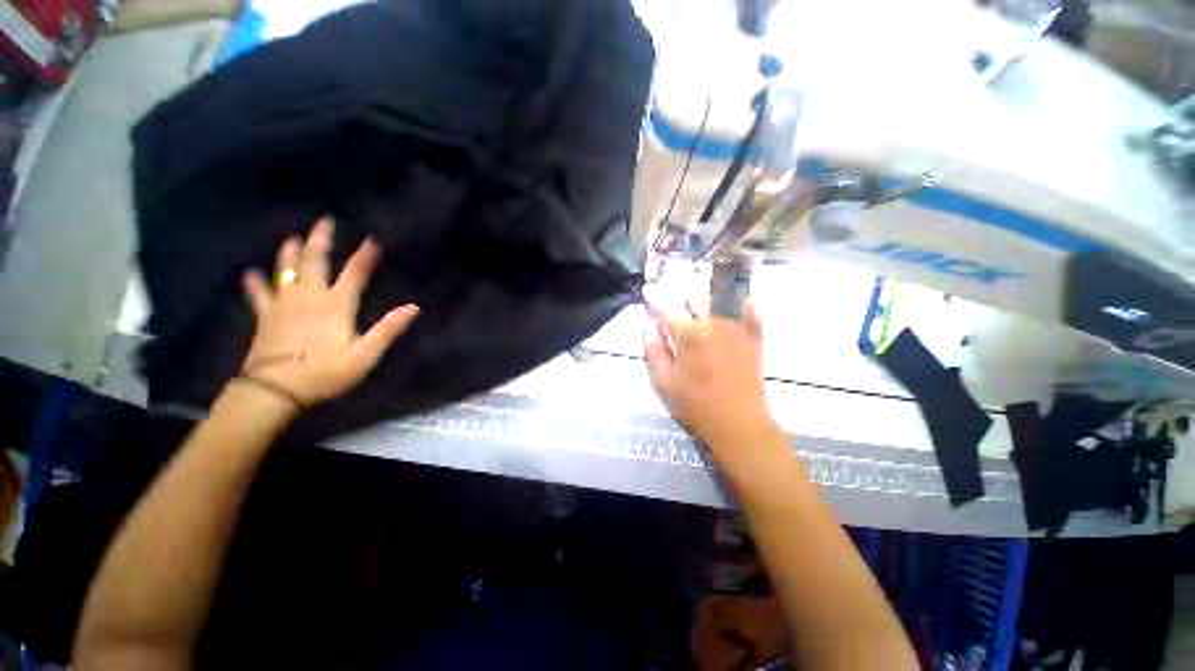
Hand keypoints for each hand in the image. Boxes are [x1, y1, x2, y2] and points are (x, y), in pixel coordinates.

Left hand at [240, 217, 418, 406]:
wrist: (274, 390)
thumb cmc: (325, 372)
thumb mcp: (365, 355)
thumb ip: (388, 329)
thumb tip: (414, 307)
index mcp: (336, 305)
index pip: (355, 274)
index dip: (365, 256)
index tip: (373, 239)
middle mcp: (309, 297)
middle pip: (314, 261)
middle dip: (320, 240)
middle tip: (324, 221)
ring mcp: (284, 304)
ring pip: (285, 270)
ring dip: (289, 252)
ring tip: (292, 238)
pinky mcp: (265, 317)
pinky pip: (258, 294)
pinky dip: (255, 282)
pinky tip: (250, 274)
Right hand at [643, 295, 778, 451]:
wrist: (739, 422)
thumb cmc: (696, 404)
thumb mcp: (664, 382)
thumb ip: (654, 351)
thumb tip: (648, 326)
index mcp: (688, 335)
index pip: (667, 307)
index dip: (655, 297)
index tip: (648, 290)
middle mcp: (713, 323)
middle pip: (696, 296)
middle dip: (683, 299)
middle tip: (678, 310)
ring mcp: (737, 327)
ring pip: (721, 296)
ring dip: (707, 297)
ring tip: (702, 308)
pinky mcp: (754, 336)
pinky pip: (750, 308)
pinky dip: (741, 301)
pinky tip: (734, 304)